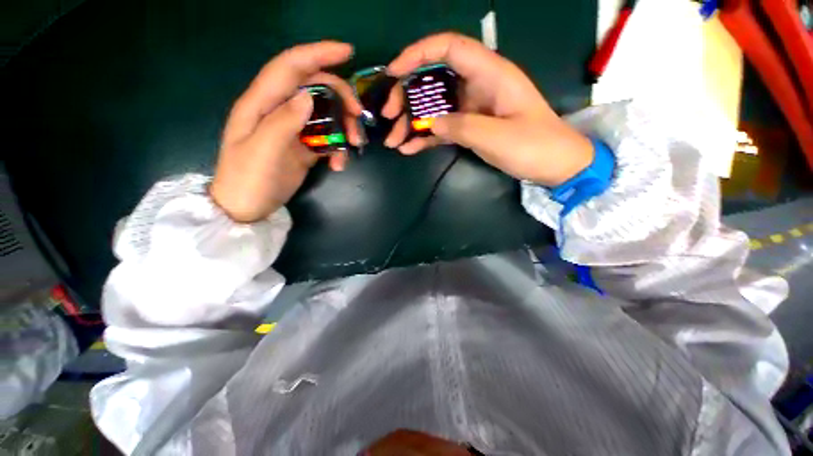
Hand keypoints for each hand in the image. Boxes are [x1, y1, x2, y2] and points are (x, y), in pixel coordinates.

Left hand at [210, 42, 363, 222]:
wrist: (248, 208)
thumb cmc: (248, 180)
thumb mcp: (262, 151)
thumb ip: (282, 121)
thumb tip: (307, 96)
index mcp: (262, 103)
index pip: (290, 67)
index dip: (317, 54)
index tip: (348, 52)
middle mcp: (279, 111)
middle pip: (315, 90)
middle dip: (341, 99)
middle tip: (358, 119)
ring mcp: (293, 130)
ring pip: (326, 115)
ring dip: (344, 128)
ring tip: (354, 147)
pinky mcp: (304, 148)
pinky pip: (327, 139)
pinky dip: (338, 149)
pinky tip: (339, 165)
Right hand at [383, 33, 592, 186]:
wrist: (553, 165)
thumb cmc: (534, 145)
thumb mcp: (497, 136)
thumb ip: (461, 127)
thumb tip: (431, 123)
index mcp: (490, 74)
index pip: (449, 48)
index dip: (418, 53)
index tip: (393, 72)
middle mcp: (477, 86)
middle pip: (434, 80)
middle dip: (407, 95)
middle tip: (388, 116)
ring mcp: (471, 109)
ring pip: (434, 107)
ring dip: (411, 122)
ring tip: (393, 140)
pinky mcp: (469, 128)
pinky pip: (442, 128)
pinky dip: (424, 137)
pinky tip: (408, 148)